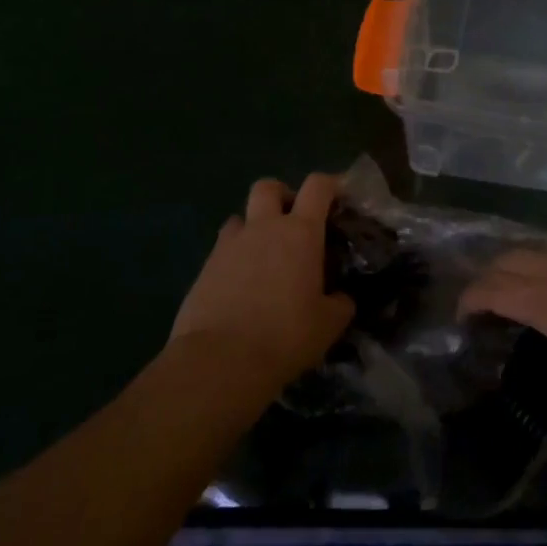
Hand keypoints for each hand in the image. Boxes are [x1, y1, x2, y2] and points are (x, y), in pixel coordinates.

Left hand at [169, 174, 355, 390]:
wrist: (220, 361)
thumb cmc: (285, 335)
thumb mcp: (329, 324)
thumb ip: (340, 303)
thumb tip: (341, 298)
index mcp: (301, 232)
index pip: (318, 186)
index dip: (330, 185)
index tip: (338, 197)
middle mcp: (264, 227)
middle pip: (268, 187)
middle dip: (281, 195)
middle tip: (292, 221)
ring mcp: (230, 245)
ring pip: (240, 216)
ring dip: (253, 227)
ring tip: (263, 256)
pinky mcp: (204, 268)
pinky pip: (222, 249)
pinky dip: (234, 257)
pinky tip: (241, 285)